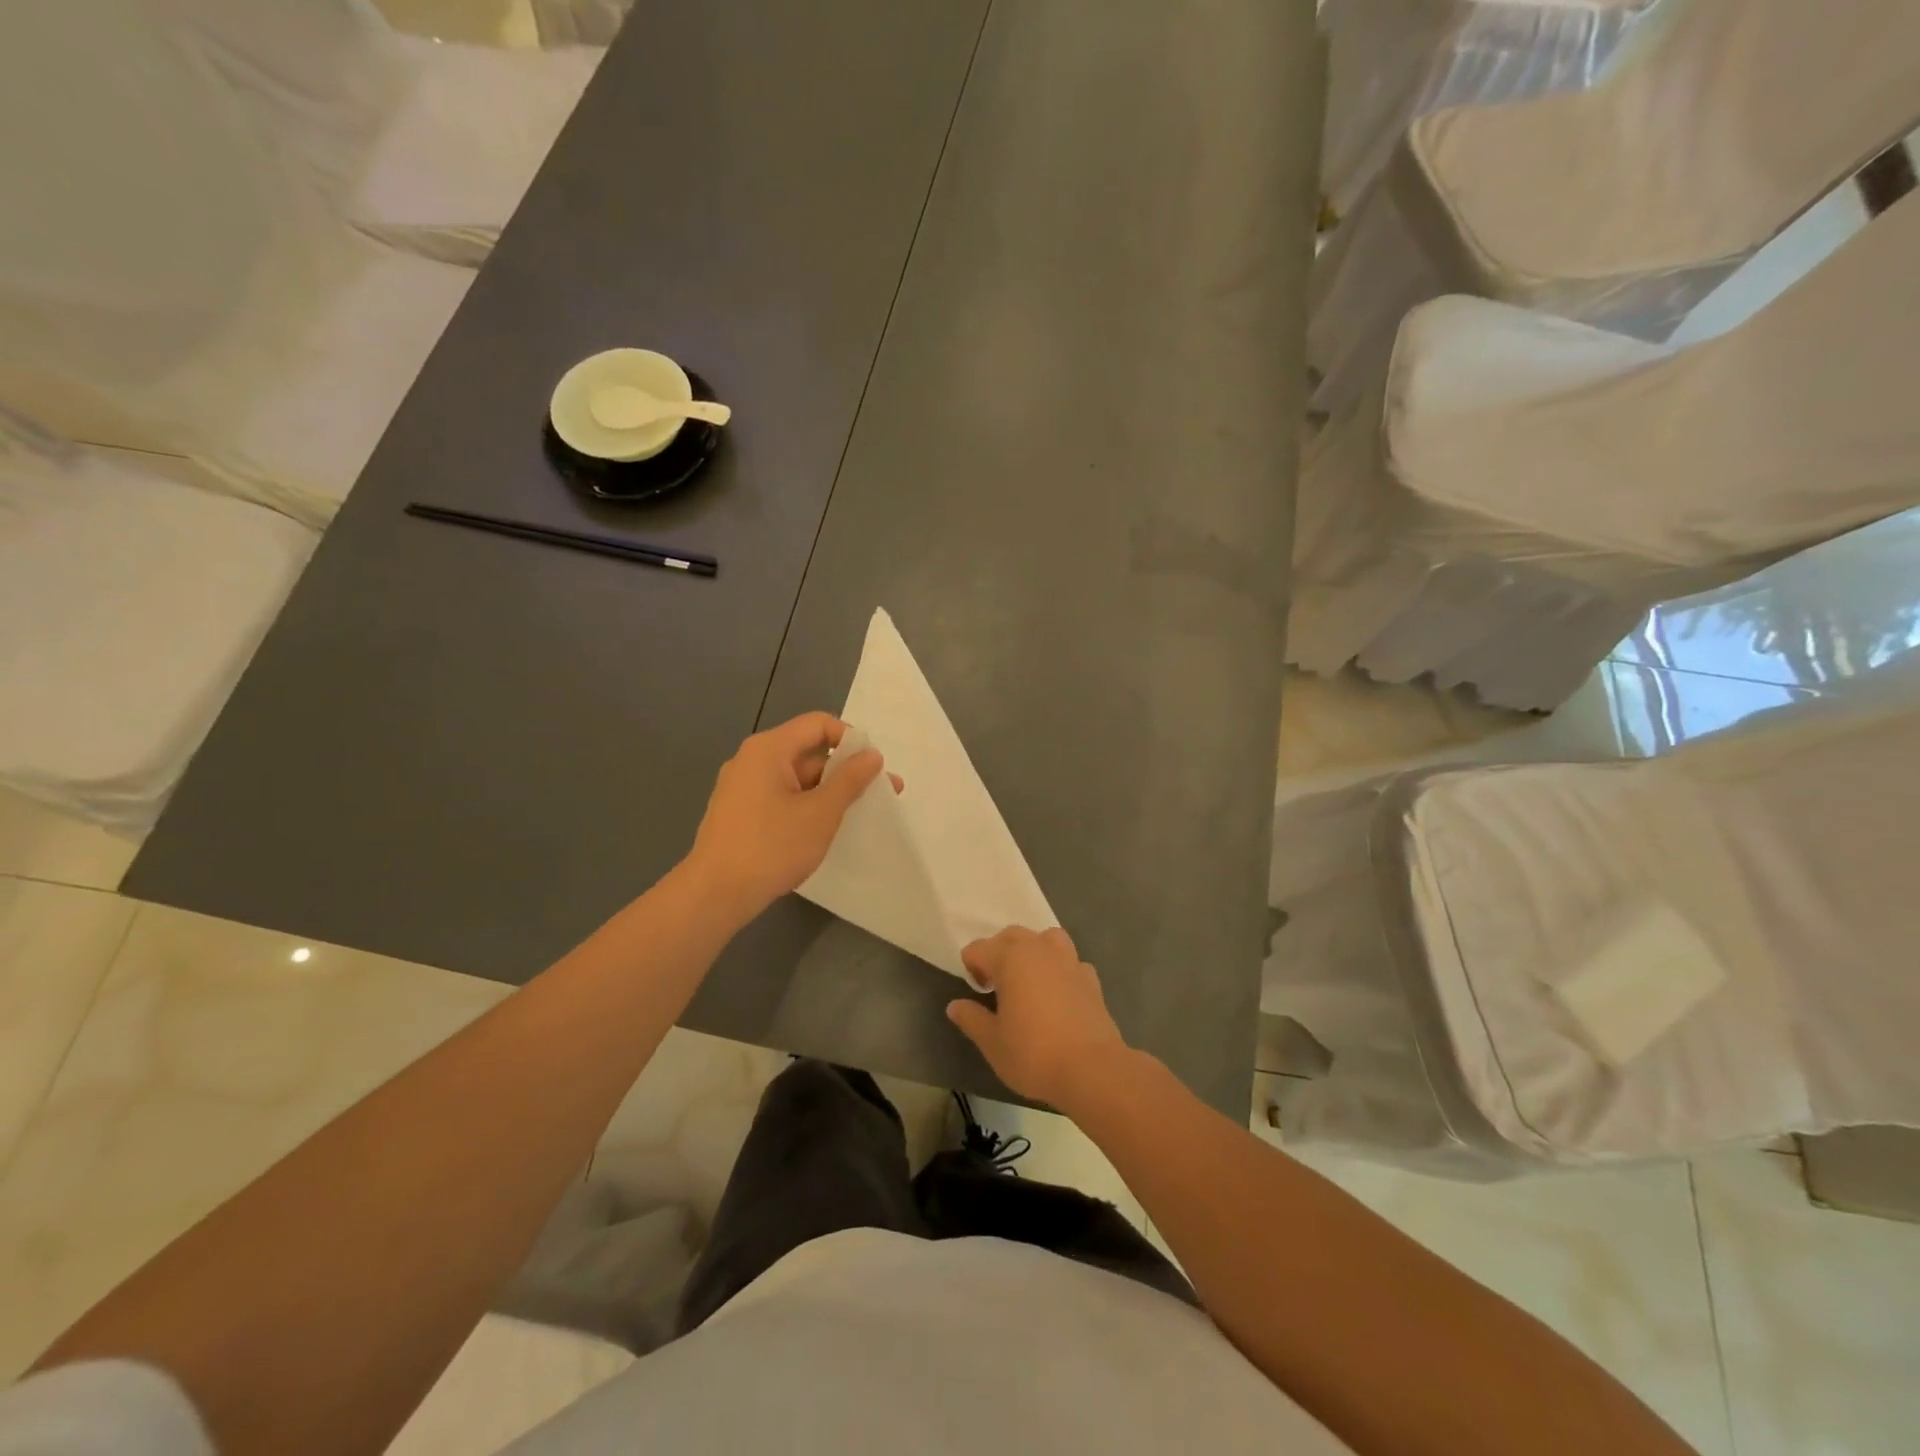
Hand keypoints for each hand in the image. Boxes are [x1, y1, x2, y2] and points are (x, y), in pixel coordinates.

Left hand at [685, 713, 891, 920]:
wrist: (714, 894)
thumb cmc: (771, 847)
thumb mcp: (821, 812)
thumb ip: (850, 780)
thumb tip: (871, 754)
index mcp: (769, 749)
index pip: (818, 724)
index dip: (850, 739)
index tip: (872, 768)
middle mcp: (752, 759)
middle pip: (807, 750)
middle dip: (844, 770)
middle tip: (878, 795)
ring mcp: (742, 787)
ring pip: (796, 778)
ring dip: (828, 791)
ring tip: (857, 816)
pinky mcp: (739, 812)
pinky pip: (781, 797)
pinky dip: (806, 805)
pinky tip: (823, 829)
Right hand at [946, 926, 1130, 1108]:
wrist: (1092, 1070)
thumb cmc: (1033, 1054)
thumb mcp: (992, 1042)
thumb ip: (971, 1019)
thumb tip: (955, 1006)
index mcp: (1010, 958)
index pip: (978, 949)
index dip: (972, 968)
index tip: (977, 993)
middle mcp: (1039, 949)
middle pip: (1011, 935)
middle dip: (999, 953)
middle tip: (996, 986)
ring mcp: (1069, 960)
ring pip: (1045, 939)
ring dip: (1033, 951)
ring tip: (1029, 980)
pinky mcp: (1090, 978)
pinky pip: (1070, 962)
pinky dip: (1060, 970)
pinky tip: (1059, 994)